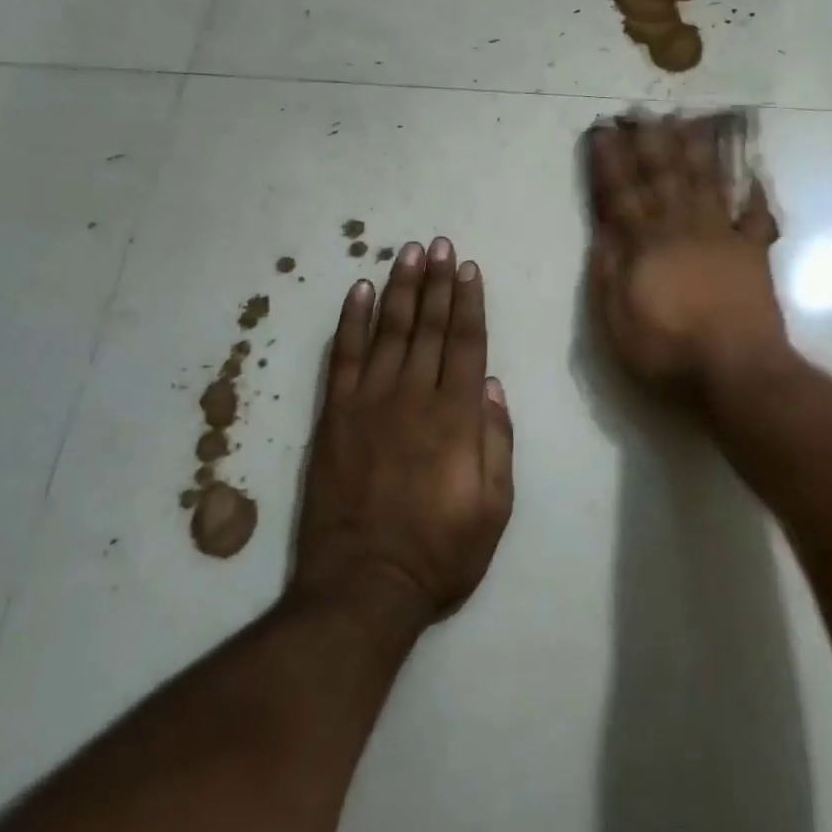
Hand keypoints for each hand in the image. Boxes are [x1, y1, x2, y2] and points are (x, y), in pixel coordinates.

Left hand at [292, 239, 513, 623]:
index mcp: (456, 415)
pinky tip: (360, 292)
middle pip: (429, 326)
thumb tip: (491, 385)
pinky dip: (352, 322)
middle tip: (440, 245)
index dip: (469, 302)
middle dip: (438, 283)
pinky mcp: (333, 417)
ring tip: (408, 253)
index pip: (466, 342)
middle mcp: (413, 396)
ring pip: (389, 331)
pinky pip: (343, 358)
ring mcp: (368, 403)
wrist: (363, 585)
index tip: (469, 268)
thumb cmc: (440, 550)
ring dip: (401, 289)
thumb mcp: (495, 505)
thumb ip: (497, 440)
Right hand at [585, 114, 789, 391]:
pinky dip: (754, 193)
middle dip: (650, 142)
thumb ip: (608, 272)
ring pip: (705, 182)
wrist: (737, 370)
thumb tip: (602, 230)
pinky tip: (752, 171)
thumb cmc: (669, 351)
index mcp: (647, 245)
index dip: (611, 162)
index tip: (602, 131)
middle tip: (642, 110)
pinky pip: (755, 215)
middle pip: (664, 177)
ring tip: (686, 121)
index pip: (622, 194)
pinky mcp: (753, 252)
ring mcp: (722, 237)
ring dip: (694, 150)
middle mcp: (683, 229)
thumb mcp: (618, 321)